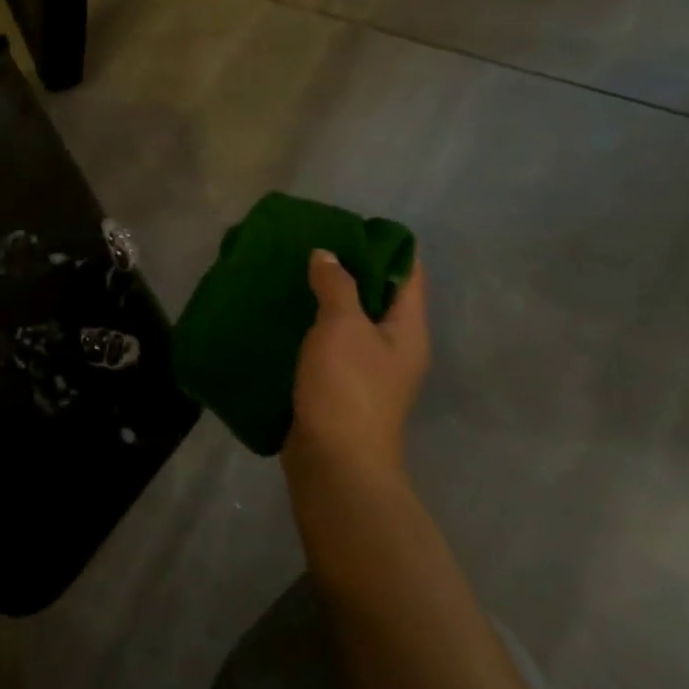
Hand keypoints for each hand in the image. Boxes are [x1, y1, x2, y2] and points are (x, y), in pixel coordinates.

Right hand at [282, 251, 429, 488]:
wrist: (335, 462)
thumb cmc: (348, 388)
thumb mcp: (342, 326)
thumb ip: (336, 285)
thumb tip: (326, 255)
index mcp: (408, 330)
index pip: (408, 274)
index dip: (384, 246)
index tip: (348, 226)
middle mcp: (393, 348)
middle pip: (376, 297)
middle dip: (345, 271)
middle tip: (308, 248)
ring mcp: (366, 372)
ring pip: (346, 324)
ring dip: (321, 302)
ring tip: (288, 277)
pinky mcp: (337, 389)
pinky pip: (325, 348)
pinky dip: (307, 330)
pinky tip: (280, 319)